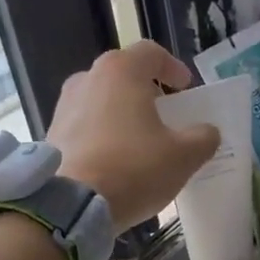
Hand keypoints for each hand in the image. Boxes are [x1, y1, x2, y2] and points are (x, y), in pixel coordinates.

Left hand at [49, 41, 219, 228]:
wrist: (71, 206)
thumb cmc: (134, 169)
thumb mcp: (183, 156)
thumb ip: (203, 138)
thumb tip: (207, 132)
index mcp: (121, 72)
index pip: (151, 53)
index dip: (172, 67)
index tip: (185, 88)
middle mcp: (88, 79)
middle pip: (123, 76)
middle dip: (146, 92)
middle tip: (163, 114)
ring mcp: (64, 106)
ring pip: (101, 101)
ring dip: (121, 114)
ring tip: (139, 141)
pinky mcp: (51, 135)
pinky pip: (85, 126)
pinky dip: (102, 135)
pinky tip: (114, 162)